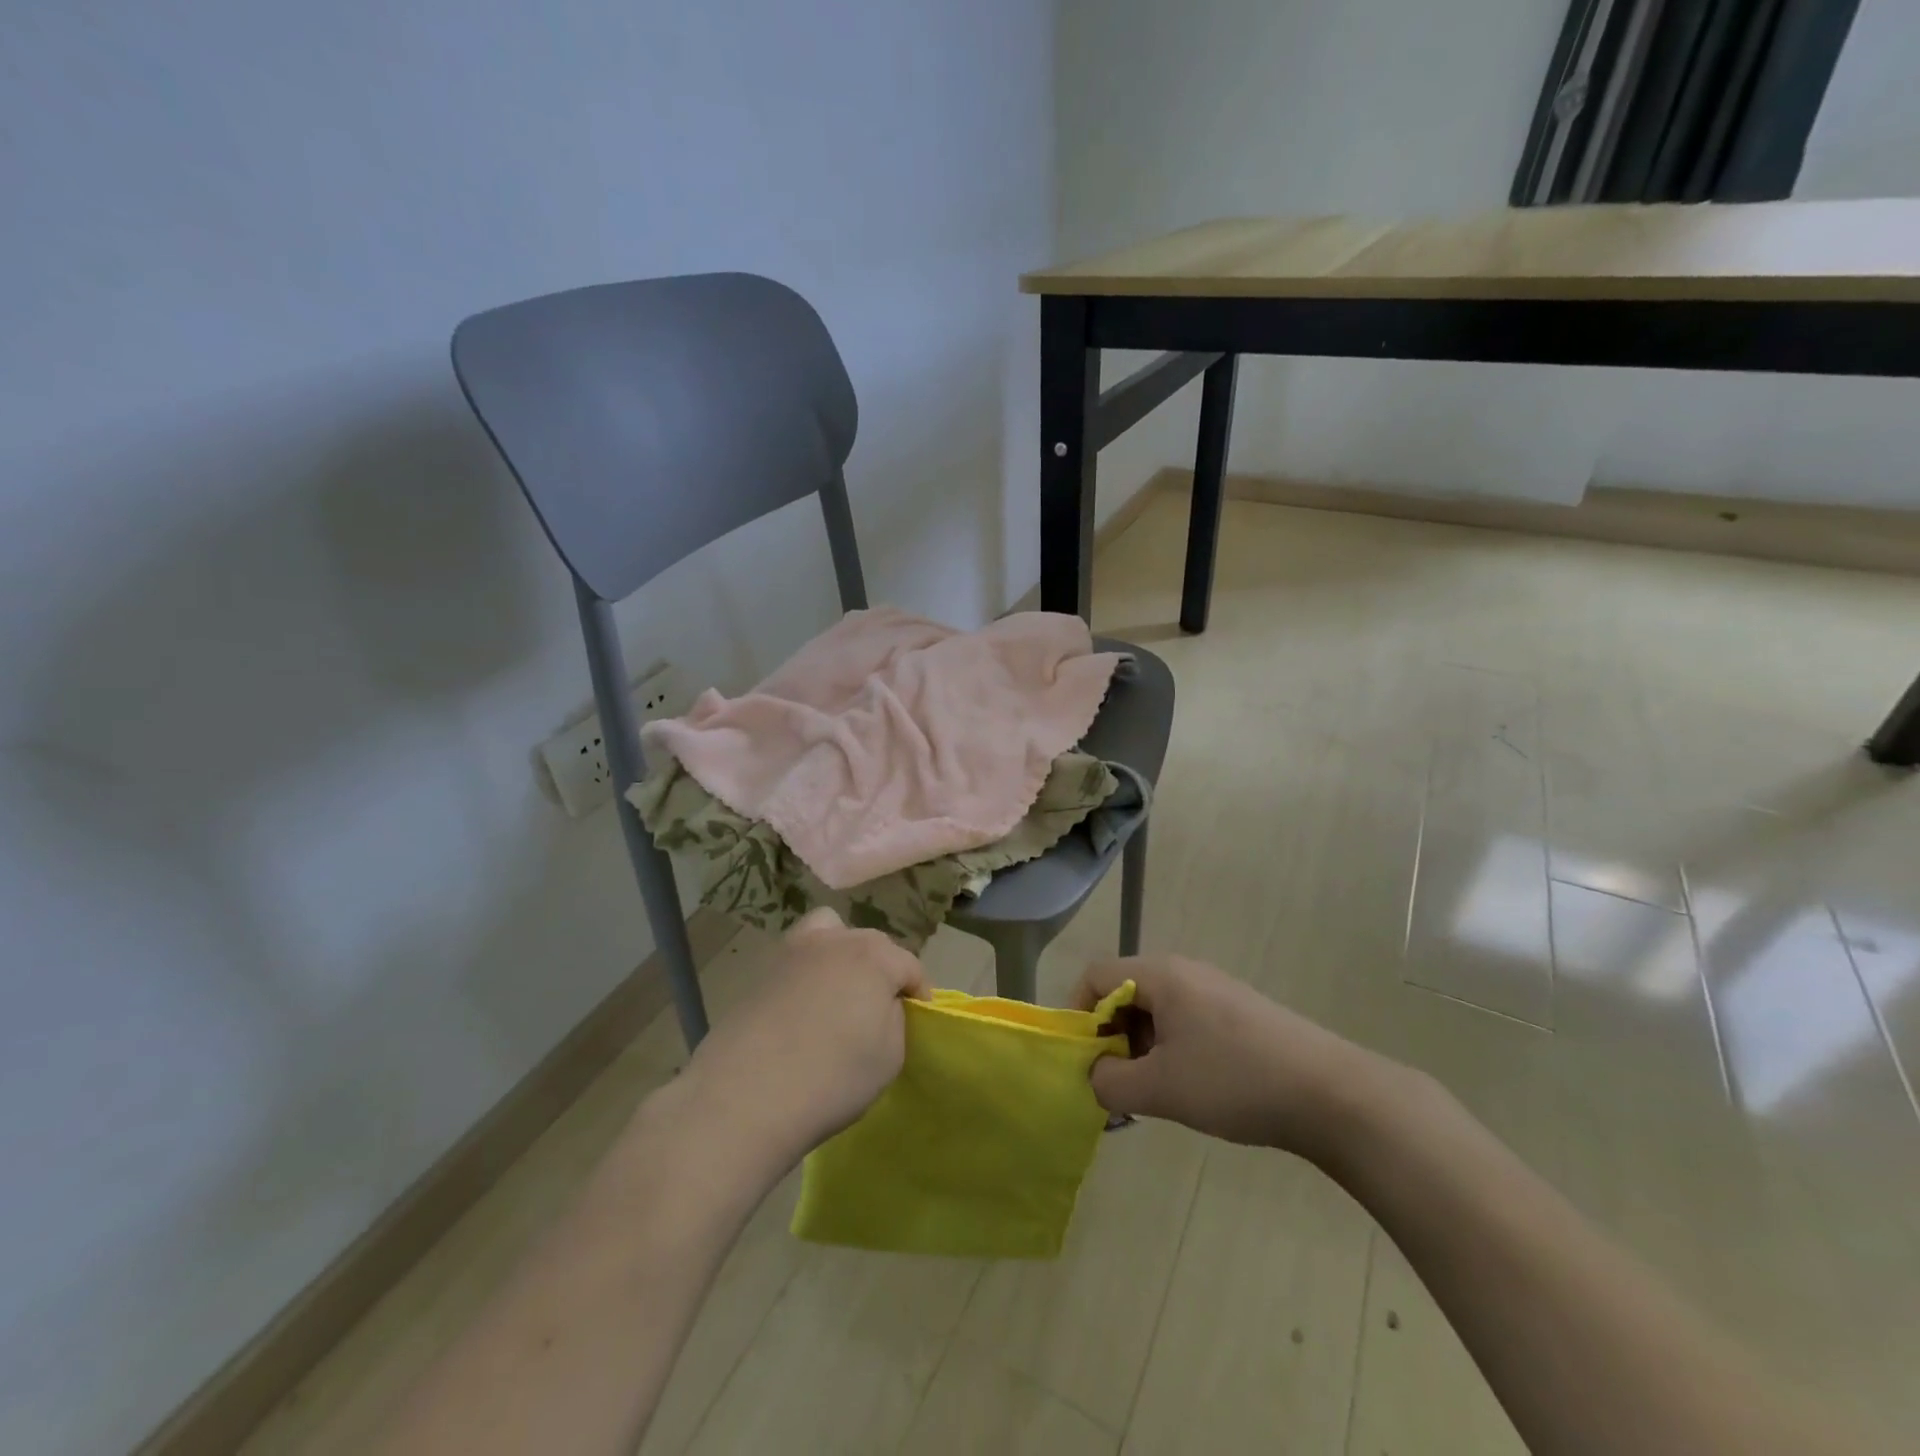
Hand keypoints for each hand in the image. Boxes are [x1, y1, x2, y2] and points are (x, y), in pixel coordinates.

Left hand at [679, 909, 929, 1166]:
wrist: (745, 1096)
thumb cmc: (832, 1077)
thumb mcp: (889, 1055)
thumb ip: (894, 1019)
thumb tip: (882, 1006)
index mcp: (873, 956)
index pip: (909, 964)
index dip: (919, 990)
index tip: (918, 1016)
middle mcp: (834, 940)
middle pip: (871, 944)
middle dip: (882, 969)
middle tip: (880, 1008)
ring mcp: (792, 952)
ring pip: (828, 934)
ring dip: (841, 954)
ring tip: (839, 993)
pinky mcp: (761, 972)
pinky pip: (797, 960)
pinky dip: (807, 973)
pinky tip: (803, 1009)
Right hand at [1073, 954, 1381, 1163]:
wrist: (1331, 1094)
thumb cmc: (1234, 1081)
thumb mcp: (1160, 1088)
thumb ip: (1110, 1081)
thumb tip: (1094, 1075)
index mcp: (1160, 975)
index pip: (1095, 976)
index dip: (1077, 1014)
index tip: (1082, 1060)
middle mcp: (1184, 971)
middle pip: (1124, 992)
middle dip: (1110, 1036)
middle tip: (1116, 1083)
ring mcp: (1215, 989)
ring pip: (1156, 1010)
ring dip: (1141, 1047)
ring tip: (1152, 1093)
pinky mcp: (1238, 1012)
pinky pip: (1185, 1021)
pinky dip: (1171, 1049)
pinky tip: (1189, 1088)